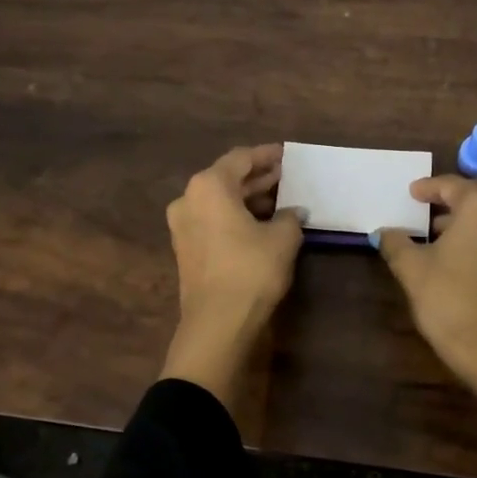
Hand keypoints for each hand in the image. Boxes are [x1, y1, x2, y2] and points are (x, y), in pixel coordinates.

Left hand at [161, 145, 304, 410]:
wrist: (218, 322)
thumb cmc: (251, 270)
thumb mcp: (283, 239)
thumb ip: (290, 217)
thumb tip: (294, 212)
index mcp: (209, 186)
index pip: (241, 159)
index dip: (267, 156)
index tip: (287, 155)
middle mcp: (188, 199)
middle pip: (227, 179)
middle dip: (257, 178)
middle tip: (286, 177)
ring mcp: (182, 226)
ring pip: (219, 202)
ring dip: (247, 199)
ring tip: (279, 200)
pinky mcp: (185, 249)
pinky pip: (213, 221)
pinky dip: (235, 217)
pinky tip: (260, 224)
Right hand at [378, 176, 476, 476]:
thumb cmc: (449, 300)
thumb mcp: (412, 269)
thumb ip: (396, 243)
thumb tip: (384, 233)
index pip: (452, 186)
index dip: (428, 188)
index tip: (412, 193)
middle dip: (453, 198)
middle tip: (427, 208)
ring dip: (469, 218)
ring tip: (440, 234)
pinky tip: (461, 255)